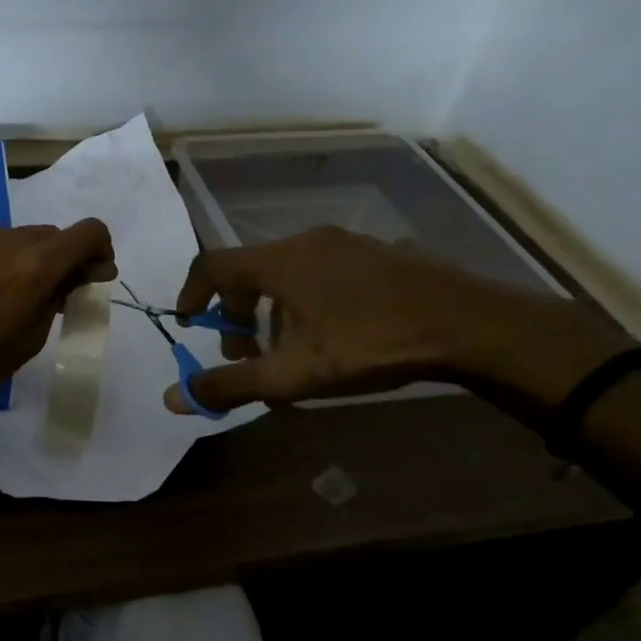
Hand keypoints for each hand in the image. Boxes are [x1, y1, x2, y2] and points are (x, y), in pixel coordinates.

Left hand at [0, 220, 117, 439]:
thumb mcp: (28, 341)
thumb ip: (55, 300)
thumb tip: (72, 278)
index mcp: (35, 264)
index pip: (88, 232)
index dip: (98, 252)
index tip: (92, 277)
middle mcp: (1, 240)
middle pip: (46, 236)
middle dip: (57, 261)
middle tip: (51, 297)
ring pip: (7, 242)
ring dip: (18, 263)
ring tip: (1, 302)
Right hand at [164, 226, 622, 414]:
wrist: (466, 324)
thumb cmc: (367, 344)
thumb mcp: (292, 374)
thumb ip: (230, 386)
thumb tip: (173, 398)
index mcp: (278, 261)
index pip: (211, 265)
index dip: (191, 294)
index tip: (188, 325)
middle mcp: (305, 242)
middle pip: (249, 274)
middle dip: (236, 317)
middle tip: (246, 356)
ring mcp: (344, 244)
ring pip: (287, 277)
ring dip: (273, 315)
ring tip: (291, 356)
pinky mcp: (375, 254)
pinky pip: (320, 274)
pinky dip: (305, 304)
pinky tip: (332, 339)